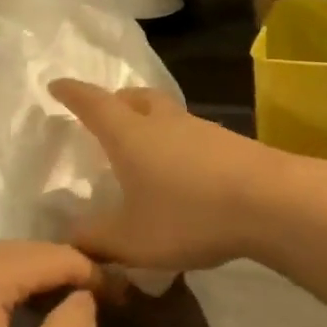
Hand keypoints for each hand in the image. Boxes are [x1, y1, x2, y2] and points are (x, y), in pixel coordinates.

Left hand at [0, 241, 100, 326]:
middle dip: (68, 278)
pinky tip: (20, 314)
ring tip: (66, 314)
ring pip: (9, 259)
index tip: (124, 302)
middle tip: (100, 311)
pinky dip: (9, 287)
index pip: (60, 257)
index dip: (97, 277)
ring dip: (39, 283)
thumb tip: (87, 298)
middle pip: (33, 253)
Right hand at [49, 80, 285, 271]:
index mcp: (130, 135)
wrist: (270, 202)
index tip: (57, 85)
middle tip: (106, 114)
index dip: (72, 93)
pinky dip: (178, 144)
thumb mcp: (131, 239)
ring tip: (144, 148)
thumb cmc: (188, 214)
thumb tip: (70, 239)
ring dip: (150, 122)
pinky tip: (183, 173)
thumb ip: (96, 240)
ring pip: (167, 114)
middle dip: (115, 101)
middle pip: (135, 98)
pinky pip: (192, 135)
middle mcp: (164, 122)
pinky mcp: (230, 143)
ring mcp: (201, 129)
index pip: (93, 103)